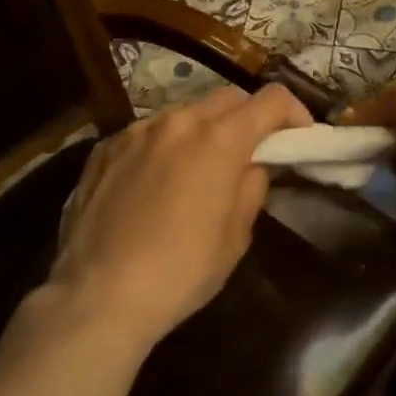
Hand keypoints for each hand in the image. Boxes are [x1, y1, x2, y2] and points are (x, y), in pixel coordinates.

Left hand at [47, 84, 310, 348]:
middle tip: (252, 152)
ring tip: (201, 166)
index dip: (294, 113)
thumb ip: (251, 187)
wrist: (97, 297)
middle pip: (229, 98)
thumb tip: (251, 166)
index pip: (272, 99)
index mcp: (221, 138)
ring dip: (204, 129)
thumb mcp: (236, 236)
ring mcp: (137, 130)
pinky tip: (157, 180)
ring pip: (185, 112)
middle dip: (249, 117)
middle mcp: (180, 120)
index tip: (298, 138)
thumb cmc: (181, 270)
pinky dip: (165, 144)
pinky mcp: (105, 148)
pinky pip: (148, 132)